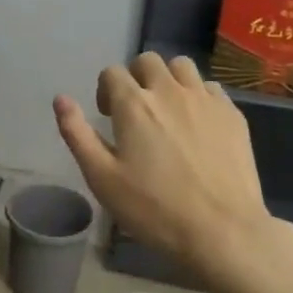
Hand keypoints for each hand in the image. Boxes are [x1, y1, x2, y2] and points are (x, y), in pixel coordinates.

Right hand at [53, 52, 292, 287]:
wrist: (223, 232)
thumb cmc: (154, 209)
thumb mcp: (102, 178)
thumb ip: (77, 133)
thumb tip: (60, 99)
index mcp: (133, 104)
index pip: (112, 72)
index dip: (105, 90)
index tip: (108, 116)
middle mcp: (169, 91)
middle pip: (147, 61)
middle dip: (136, 77)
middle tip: (136, 110)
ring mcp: (205, 100)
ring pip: (182, 66)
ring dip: (168, 79)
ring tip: (168, 109)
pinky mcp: (232, 114)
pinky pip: (210, 87)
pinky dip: (198, 95)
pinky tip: (198, 123)